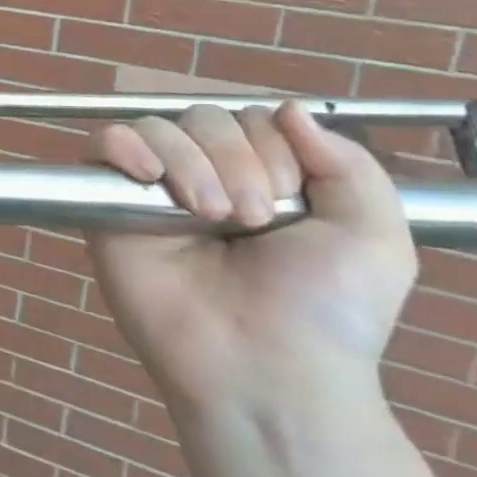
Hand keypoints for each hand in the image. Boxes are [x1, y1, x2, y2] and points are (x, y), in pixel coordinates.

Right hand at [85, 101, 414, 421]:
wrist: (264, 367)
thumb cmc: (324, 310)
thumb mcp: (373, 239)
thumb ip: (350, 164)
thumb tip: (290, 109)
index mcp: (261, 177)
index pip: (251, 118)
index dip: (272, 149)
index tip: (287, 201)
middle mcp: (204, 175)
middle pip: (203, 117)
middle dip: (234, 161)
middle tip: (247, 221)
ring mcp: (153, 190)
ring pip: (157, 127)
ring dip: (188, 164)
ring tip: (206, 218)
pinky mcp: (107, 205)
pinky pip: (102, 144)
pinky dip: (124, 147)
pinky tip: (148, 177)